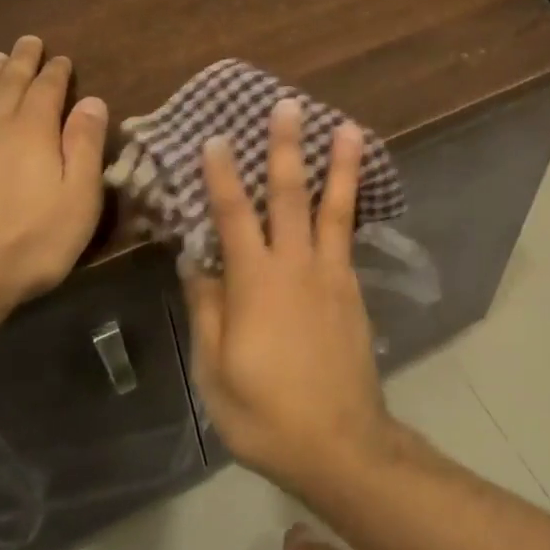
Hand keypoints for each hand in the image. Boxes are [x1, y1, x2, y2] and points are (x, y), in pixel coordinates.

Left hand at [0, 37, 107, 328]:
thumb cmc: (30, 244)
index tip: (62, 58)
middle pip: (7, 85)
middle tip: (27, 42)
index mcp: (33, 132)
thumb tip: (93, 102)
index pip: (47, 90)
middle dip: (20, 62)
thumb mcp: (78, 200)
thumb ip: (86, 147)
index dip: (56, 72)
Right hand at [180, 98, 391, 491]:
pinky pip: (348, 238)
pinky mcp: (352, 291)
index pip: (234, 217)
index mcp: (256, 284)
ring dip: (338, 165)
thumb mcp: (216, 370)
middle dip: (287, 148)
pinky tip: (349, 194)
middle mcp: (297, 267)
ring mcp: (331, 276)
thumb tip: (196, 260)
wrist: (340, 443)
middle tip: (288, 106)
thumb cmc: (265, 413)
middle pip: (290, 196)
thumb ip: (208, 309)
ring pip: (334, 209)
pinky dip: (349, 207)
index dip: (222, 176)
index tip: (217, 139)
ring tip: (347, 128)